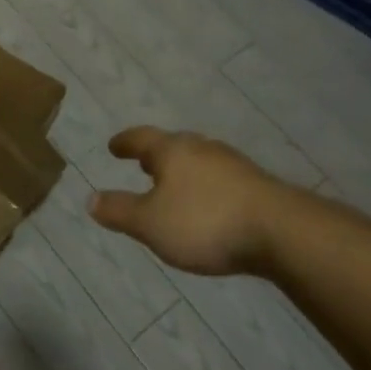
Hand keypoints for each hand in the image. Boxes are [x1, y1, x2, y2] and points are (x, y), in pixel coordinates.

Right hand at [88, 126, 290, 276]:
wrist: (281, 231)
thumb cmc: (205, 222)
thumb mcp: (151, 223)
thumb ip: (120, 210)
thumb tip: (90, 198)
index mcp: (172, 150)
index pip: (141, 138)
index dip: (125, 142)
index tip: (113, 146)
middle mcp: (202, 148)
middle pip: (173, 145)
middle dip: (157, 155)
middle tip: (143, 164)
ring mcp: (233, 164)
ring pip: (199, 160)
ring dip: (183, 170)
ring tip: (174, 186)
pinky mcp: (257, 184)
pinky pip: (220, 178)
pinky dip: (206, 186)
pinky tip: (209, 205)